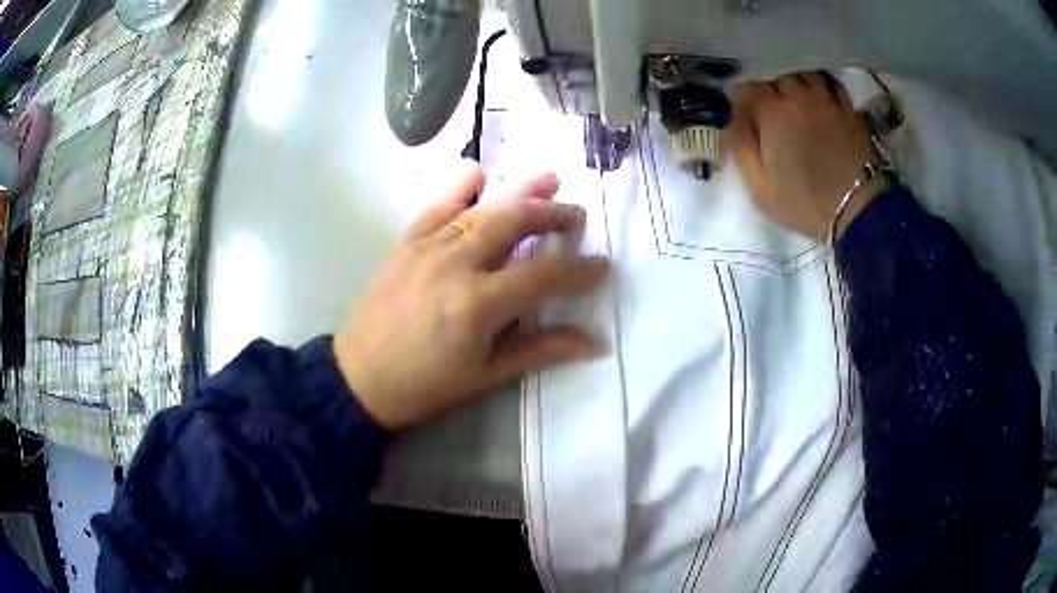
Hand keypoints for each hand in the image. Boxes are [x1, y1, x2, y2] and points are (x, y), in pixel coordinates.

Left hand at [333, 164, 609, 429]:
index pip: (545, 274)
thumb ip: (540, 350)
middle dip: (553, 213)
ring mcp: (427, 247)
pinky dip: (459, 186)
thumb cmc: (425, 386)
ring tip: (549, 179)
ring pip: (482, 207)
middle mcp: (456, 264)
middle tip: (577, 214)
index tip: (603, 266)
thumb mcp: (486, 376)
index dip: (580, 269)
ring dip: (519, 192)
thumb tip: (594, 342)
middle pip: (515, 223)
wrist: (359, 378)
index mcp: (478, 304)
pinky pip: (436, 206)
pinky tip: (477, 172)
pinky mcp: (406, 243)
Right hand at [724, 72, 887, 241]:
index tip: (743, 113)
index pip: (749, 88)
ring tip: (796, 96)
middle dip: (771, 87)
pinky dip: (823, 84)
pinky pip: (833, 83)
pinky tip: (821, 96)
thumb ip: (740, 148)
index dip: (743, 99)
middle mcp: (798, 96)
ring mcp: (827, 100)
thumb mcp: (760, 187)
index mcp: (772, 112)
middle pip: (778, 75)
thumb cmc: (804, 202)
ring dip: (797, 81)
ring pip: (806, 73)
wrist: (857, 209)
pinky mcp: (849, 110)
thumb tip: (731, 120)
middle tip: (772, 106)